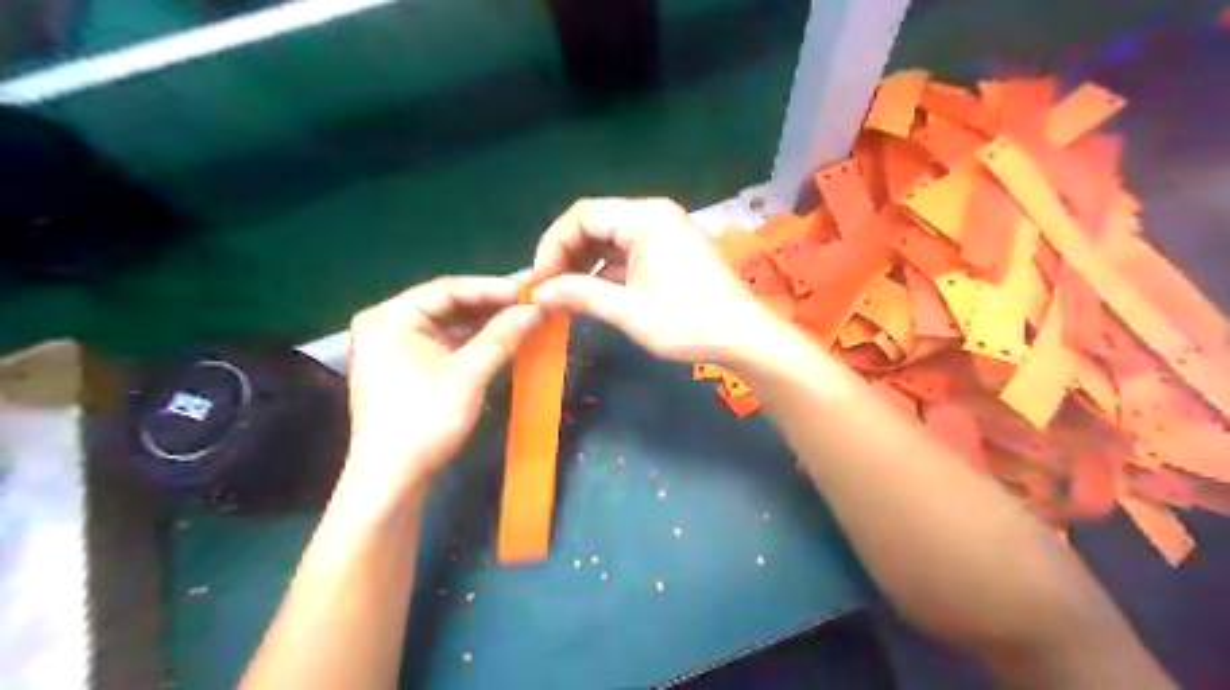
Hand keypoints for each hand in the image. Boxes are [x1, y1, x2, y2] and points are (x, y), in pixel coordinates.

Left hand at [341, 278, 539, 498]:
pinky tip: (505, 340)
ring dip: (487, 325)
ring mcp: (397, 348)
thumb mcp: (469, 374)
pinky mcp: (409, 368)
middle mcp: (389, 325)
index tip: (530, 290)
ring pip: (450, 327)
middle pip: (449, 306)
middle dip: (492, 307)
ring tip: (526, 319)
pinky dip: (476, 344)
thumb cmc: (426, 419)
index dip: (492, 288)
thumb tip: (537, 309)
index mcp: (390, 317)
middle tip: (533, 302)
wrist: (394, 479)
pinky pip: (447, 345)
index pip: (448, 289)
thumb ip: (503, 336)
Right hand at [530, 196, 766, 360]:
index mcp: (645, 218)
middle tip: (548, 289)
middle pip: (594, 223)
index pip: (581, 216)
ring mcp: (664, 232)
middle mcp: (653, 215)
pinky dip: (605, 269)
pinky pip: (626, 251)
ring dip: (584, 263)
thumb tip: (538, 293)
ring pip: (609, 238)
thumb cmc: (688, 322)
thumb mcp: (629, 311)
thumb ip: (580, 295)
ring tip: (564, 294)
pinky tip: (592, 293)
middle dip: (566, 255)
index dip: (552, 246)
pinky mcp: (669, 250)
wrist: (743, 337)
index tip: (538, 281)